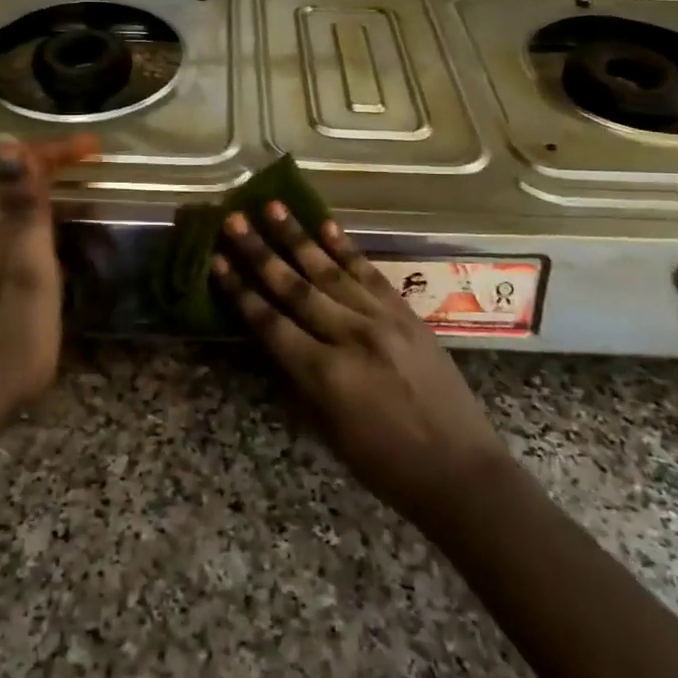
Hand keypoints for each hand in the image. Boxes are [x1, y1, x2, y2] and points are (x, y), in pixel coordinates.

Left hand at [0, 133, 97, 440]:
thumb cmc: (6, 344)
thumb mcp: (27, 273)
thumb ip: (21, 208)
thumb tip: (4, 140)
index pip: (22, 168)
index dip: (59, 152)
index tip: (98, 150)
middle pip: (17, 191)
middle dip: (59, 180)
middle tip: (102, 190)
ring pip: (13, 220)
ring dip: (51, 212)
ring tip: (90, 226)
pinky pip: (8, 243)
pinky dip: (39, 239)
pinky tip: (55, 261)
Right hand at [212, 202, 509, 523]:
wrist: (461, 471)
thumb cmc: (385, 465)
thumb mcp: (328, 432)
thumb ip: (298, 379)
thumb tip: (272, 339)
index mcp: (326, 376)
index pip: (271, 323)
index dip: (240, 291)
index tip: (216, 260)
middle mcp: (351, 337)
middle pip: (295, 287)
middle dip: (260, 252)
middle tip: (233, 220)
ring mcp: (383, 320)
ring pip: (330, 271)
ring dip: (298, 237)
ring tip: (272, 207)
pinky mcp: (407, 314)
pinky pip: (370, 274)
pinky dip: (346, 248)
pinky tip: (326, 225)